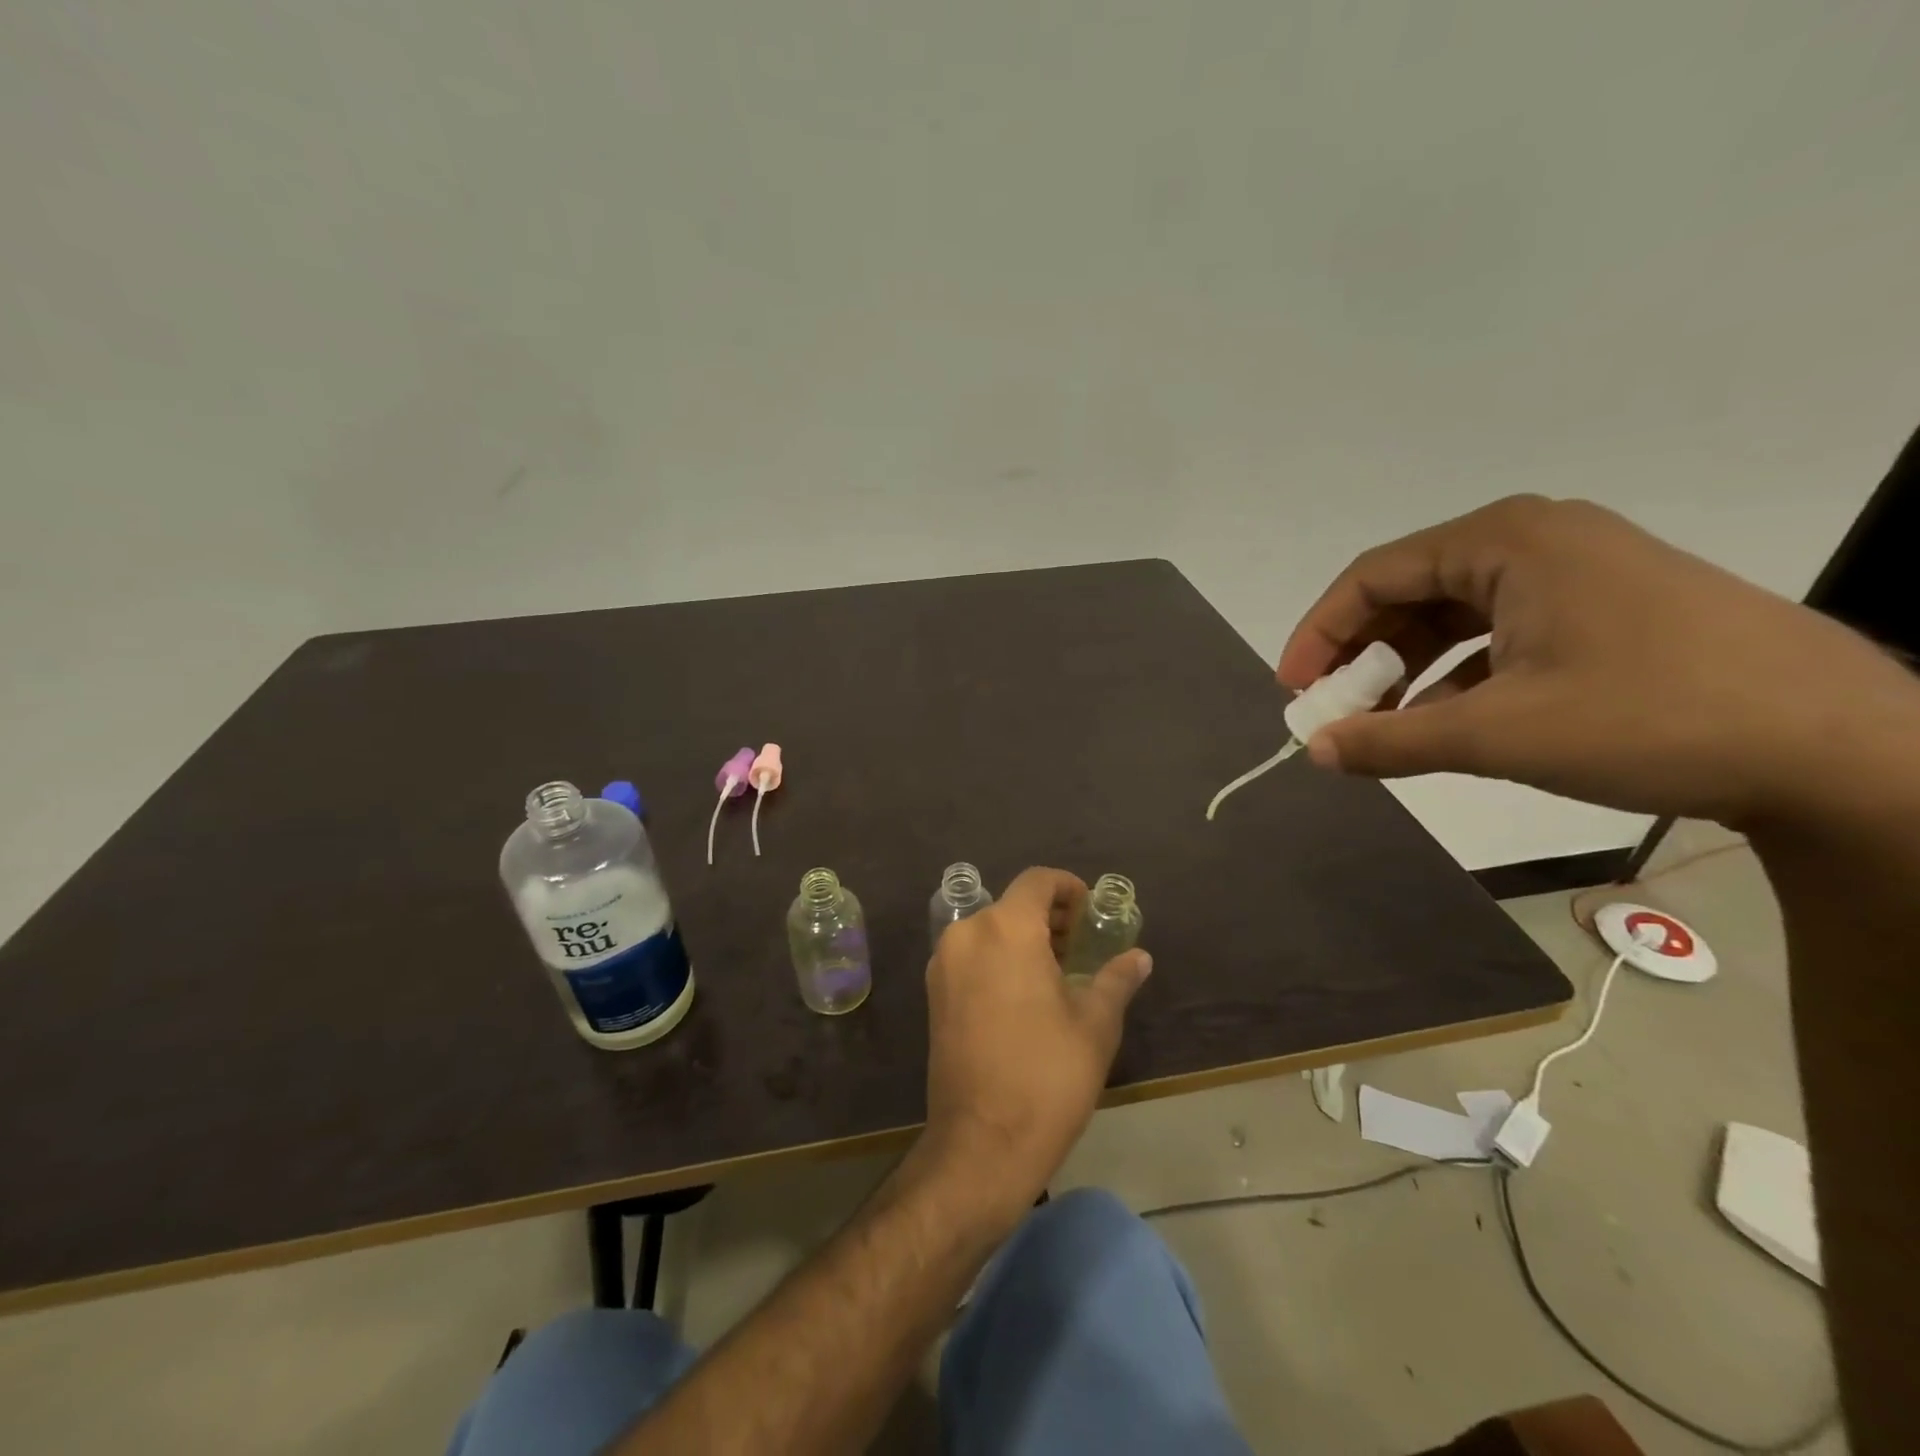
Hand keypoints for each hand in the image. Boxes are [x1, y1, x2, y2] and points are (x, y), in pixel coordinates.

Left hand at [918, 868, 1150, 1211]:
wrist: (981, 1143)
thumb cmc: (1047, 1077)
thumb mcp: (1094, 1025)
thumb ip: (1115, 980)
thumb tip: (1139, 957)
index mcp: (1006, 929)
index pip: (1038, 881)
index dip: (1069, 888)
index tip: (1092, 912)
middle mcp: (967, 935)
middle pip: (1012, 904)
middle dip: (1049, 916)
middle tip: (1082, 946)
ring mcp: (943, 964)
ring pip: (989, 930)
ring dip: (1024, 938)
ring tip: (1059, 971)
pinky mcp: (934, 994)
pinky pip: (971, 956)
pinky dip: (999, 958)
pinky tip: (1025, 994)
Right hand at [1278, 495, 1918, 826]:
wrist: (1842, 748)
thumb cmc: (1652, 718)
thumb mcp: (1500, 735)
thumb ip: (1391, 742)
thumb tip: (1314, 751)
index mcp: (1505, 541)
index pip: (1373, 576)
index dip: (1319, 635)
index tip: (1294, 692)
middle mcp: (1534, 540)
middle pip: (1410, 593)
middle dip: (1362, 657)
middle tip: (1333, 713)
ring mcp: (1574, 572)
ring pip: (1454, 617)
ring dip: (1407, 672)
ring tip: (1382, 727)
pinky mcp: (1603, 608)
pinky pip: (1498, 635)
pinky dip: (1458, 678)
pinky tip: (1446, 724)